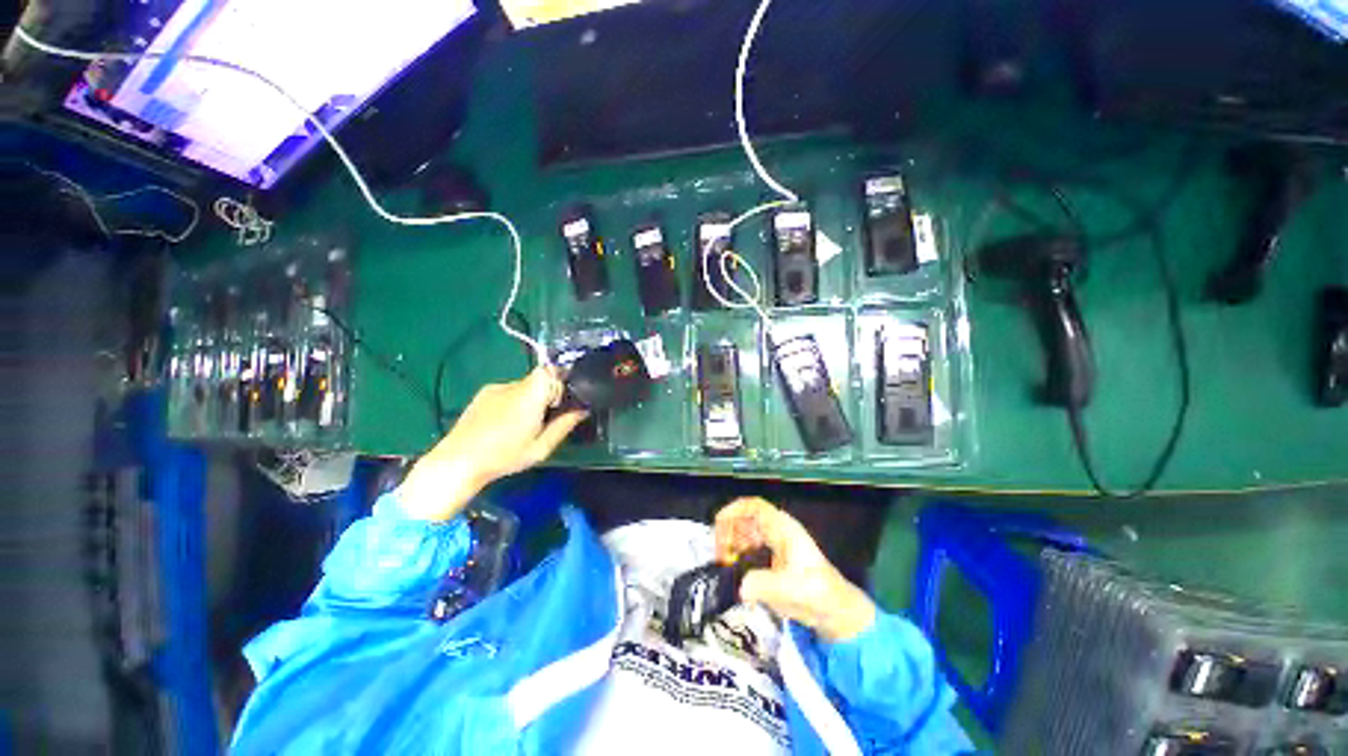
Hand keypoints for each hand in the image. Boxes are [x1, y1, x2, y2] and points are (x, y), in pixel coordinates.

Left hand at [397, 367, 586, 521]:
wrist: (458, 461)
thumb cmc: (504, 456)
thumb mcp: (541, 447)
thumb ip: (564, 425)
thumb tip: (582, 410)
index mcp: (530, 396)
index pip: (551, 371)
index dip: (560, 381)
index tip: (562, 402)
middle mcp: (513, 385)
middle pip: (539, 379)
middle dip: (547, 394)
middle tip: (545, 419)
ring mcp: (495, 388)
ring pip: (524, 386)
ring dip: (530, 399)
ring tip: (522, 426)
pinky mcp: (482, 394)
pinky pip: (508, 391)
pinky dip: (513, 402)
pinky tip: (504, 424)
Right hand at [715, 497, 875, 641]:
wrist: (835, 610)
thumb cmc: (816, 594)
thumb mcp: (789, 589)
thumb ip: (762, 585)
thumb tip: (739, 587)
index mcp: (782, 528)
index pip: (753, 506)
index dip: (733, 510)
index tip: (718, 527)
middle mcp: (777, 530)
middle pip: (744, 517)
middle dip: (728, 531)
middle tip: (721, 556)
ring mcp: (774, 542)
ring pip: (744, 531)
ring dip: (731, 543)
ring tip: (726, 565)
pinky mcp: (772, 556)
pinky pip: (748, 545)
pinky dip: (738, 553)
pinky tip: (735, 570)